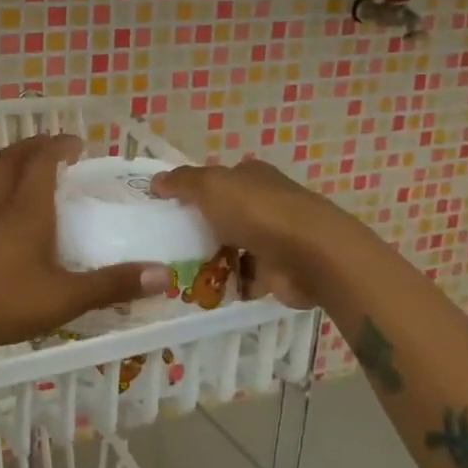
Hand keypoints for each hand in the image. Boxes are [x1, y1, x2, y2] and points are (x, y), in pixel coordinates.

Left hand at [0, 135, 170, 356]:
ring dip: (10, 166)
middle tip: (55, 150)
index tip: (79, 144)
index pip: (42, 160)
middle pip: (11, 159)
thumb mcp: (66, 297)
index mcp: (28, 209)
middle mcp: (2, 207)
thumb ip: (112, 285)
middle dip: (34, 146)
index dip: (60, 145)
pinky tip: (6, 218)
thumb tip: (163, 274)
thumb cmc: (5, 300)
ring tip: (29, 174)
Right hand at [153, 158, 329, 308]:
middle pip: (225, 214)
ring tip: (178, 271)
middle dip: (200, 228)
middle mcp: (265, 203)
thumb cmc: (258, 212)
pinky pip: (245, 277)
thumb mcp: (211, 186)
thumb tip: (156, 181)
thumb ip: (182, 182)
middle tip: (168, 242)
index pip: (220, 178)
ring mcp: (273, 239)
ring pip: (233, 247)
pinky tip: (203, 291)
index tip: (168, 206)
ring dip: (211, 258)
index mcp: (252, 177)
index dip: (195, 189)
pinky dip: (228, 284)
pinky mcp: (278, 271)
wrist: (311, 256)